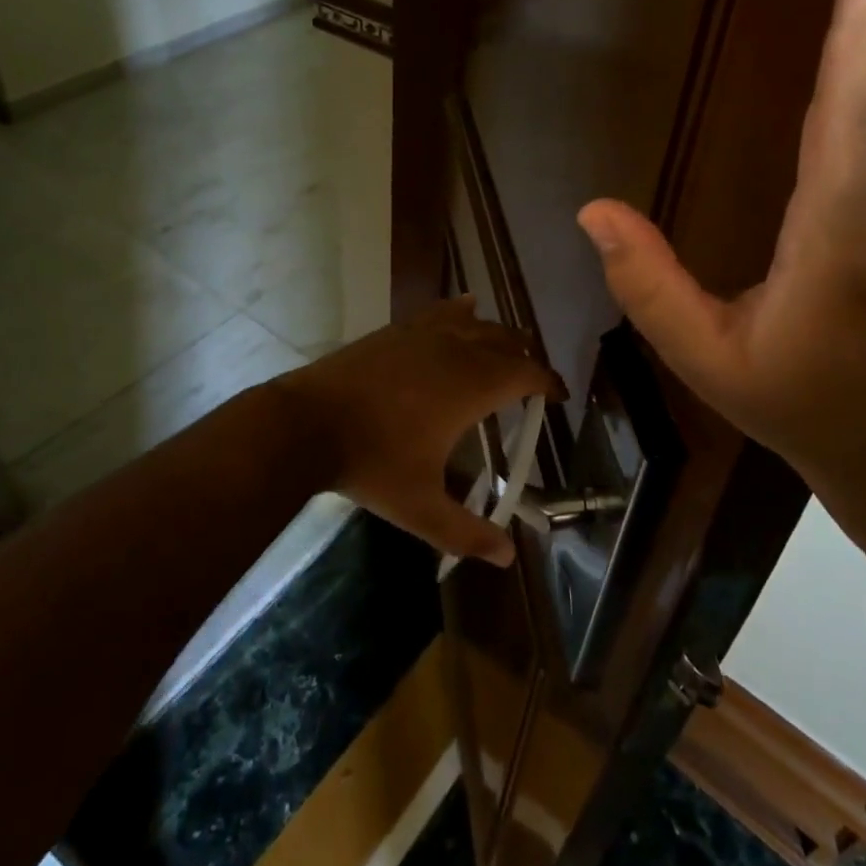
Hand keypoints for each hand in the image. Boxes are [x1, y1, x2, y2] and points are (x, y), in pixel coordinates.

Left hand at [270, 298, 564, 566]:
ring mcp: (422, 334)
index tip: (558, 394)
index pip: (525, 375)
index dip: (547, 382)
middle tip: (533, 378)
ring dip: (496, 334)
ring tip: (506, 346)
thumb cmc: (371, 463)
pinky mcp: (395, 330)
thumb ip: (465, 532)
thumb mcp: (420, 508)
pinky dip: (459, 312)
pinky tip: (463, 307)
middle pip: (505, 341)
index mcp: (471, 386)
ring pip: (474, 323)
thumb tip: (506, 557)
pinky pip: (439, 312)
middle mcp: (455, 351)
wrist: (307, 423)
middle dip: (525, 357)